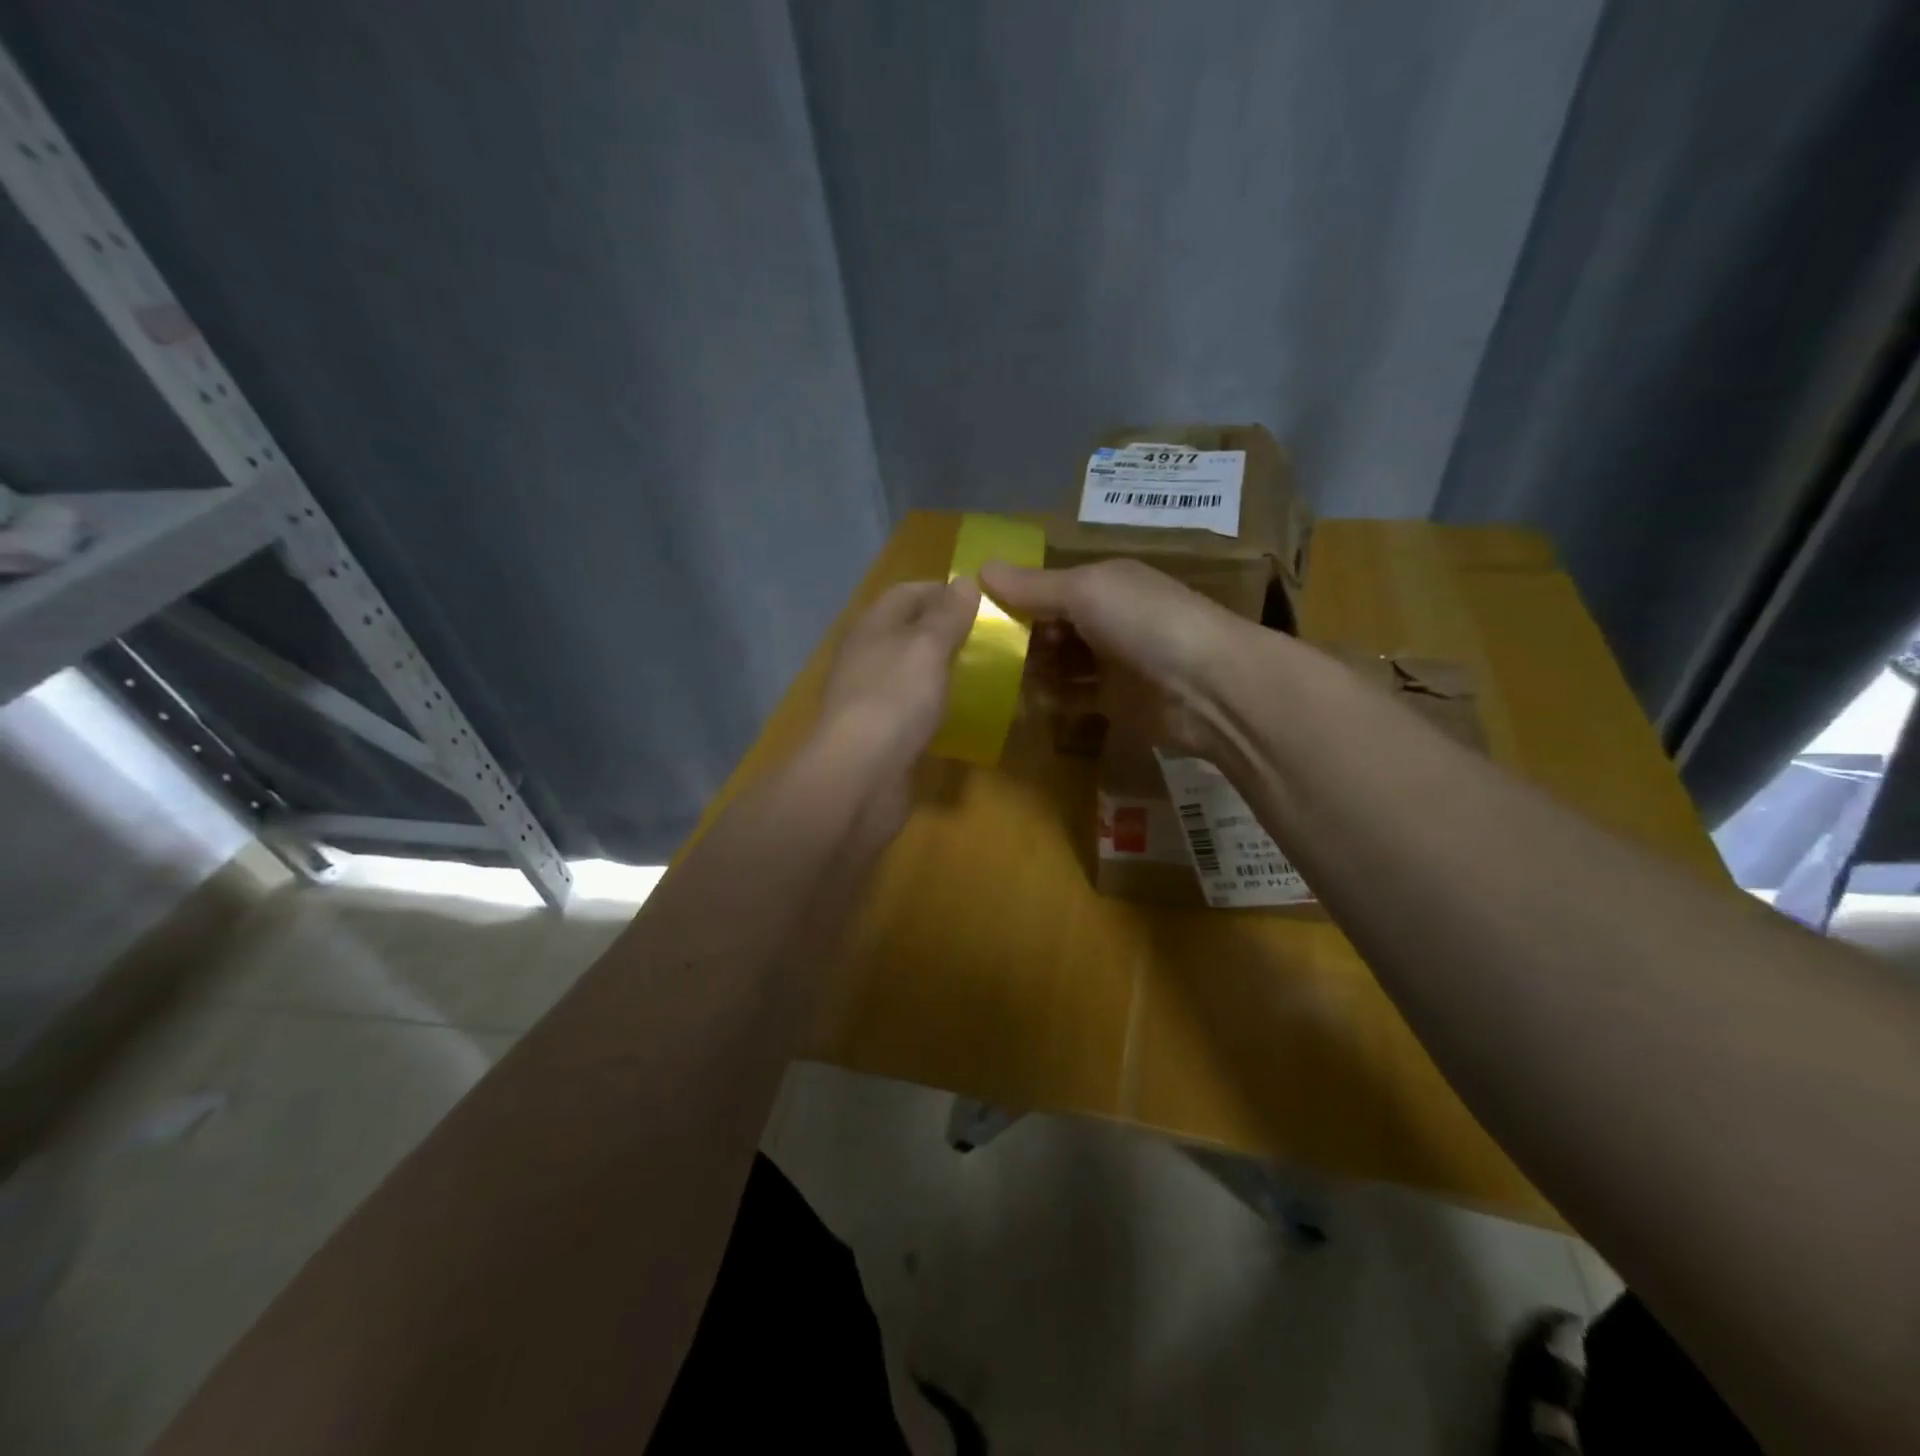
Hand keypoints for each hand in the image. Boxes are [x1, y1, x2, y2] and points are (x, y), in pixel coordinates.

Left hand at [811, 576, 980, 775]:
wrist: (860, 775)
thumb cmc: (895, 699)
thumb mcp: (928, 647)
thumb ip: (947, 616)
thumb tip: (965, 582)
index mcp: (872, 627)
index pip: (907, 592)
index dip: (943, 591)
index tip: (983, 601)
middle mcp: (866, 656)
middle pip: (906, 631)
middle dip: (945, 631)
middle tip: (988, 639)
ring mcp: (868, 696)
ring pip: (908, 670)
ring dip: (939, 669)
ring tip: (981, 673)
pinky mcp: (877, 732)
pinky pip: (909, 707)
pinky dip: (932, 704)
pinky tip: (957, 712)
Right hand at [979, 558, 1250, 755]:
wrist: (1209, 688)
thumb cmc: (1145, 623)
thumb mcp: (1086, 592)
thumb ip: (1033, 586)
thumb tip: (980, 568)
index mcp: (1103, 584)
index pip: (1048, 588)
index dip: (1016, 600)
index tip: (978, 618)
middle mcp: (1107, 619)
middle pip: (1051, 628)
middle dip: (1022, 640)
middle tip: (989, 656)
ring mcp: (1113, 662)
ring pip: (1060, 664)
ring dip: (1034, 671)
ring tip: (1002, 681)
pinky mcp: (1116, 701)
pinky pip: (1074, 697)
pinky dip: (1053, 699)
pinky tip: (1032, 702)